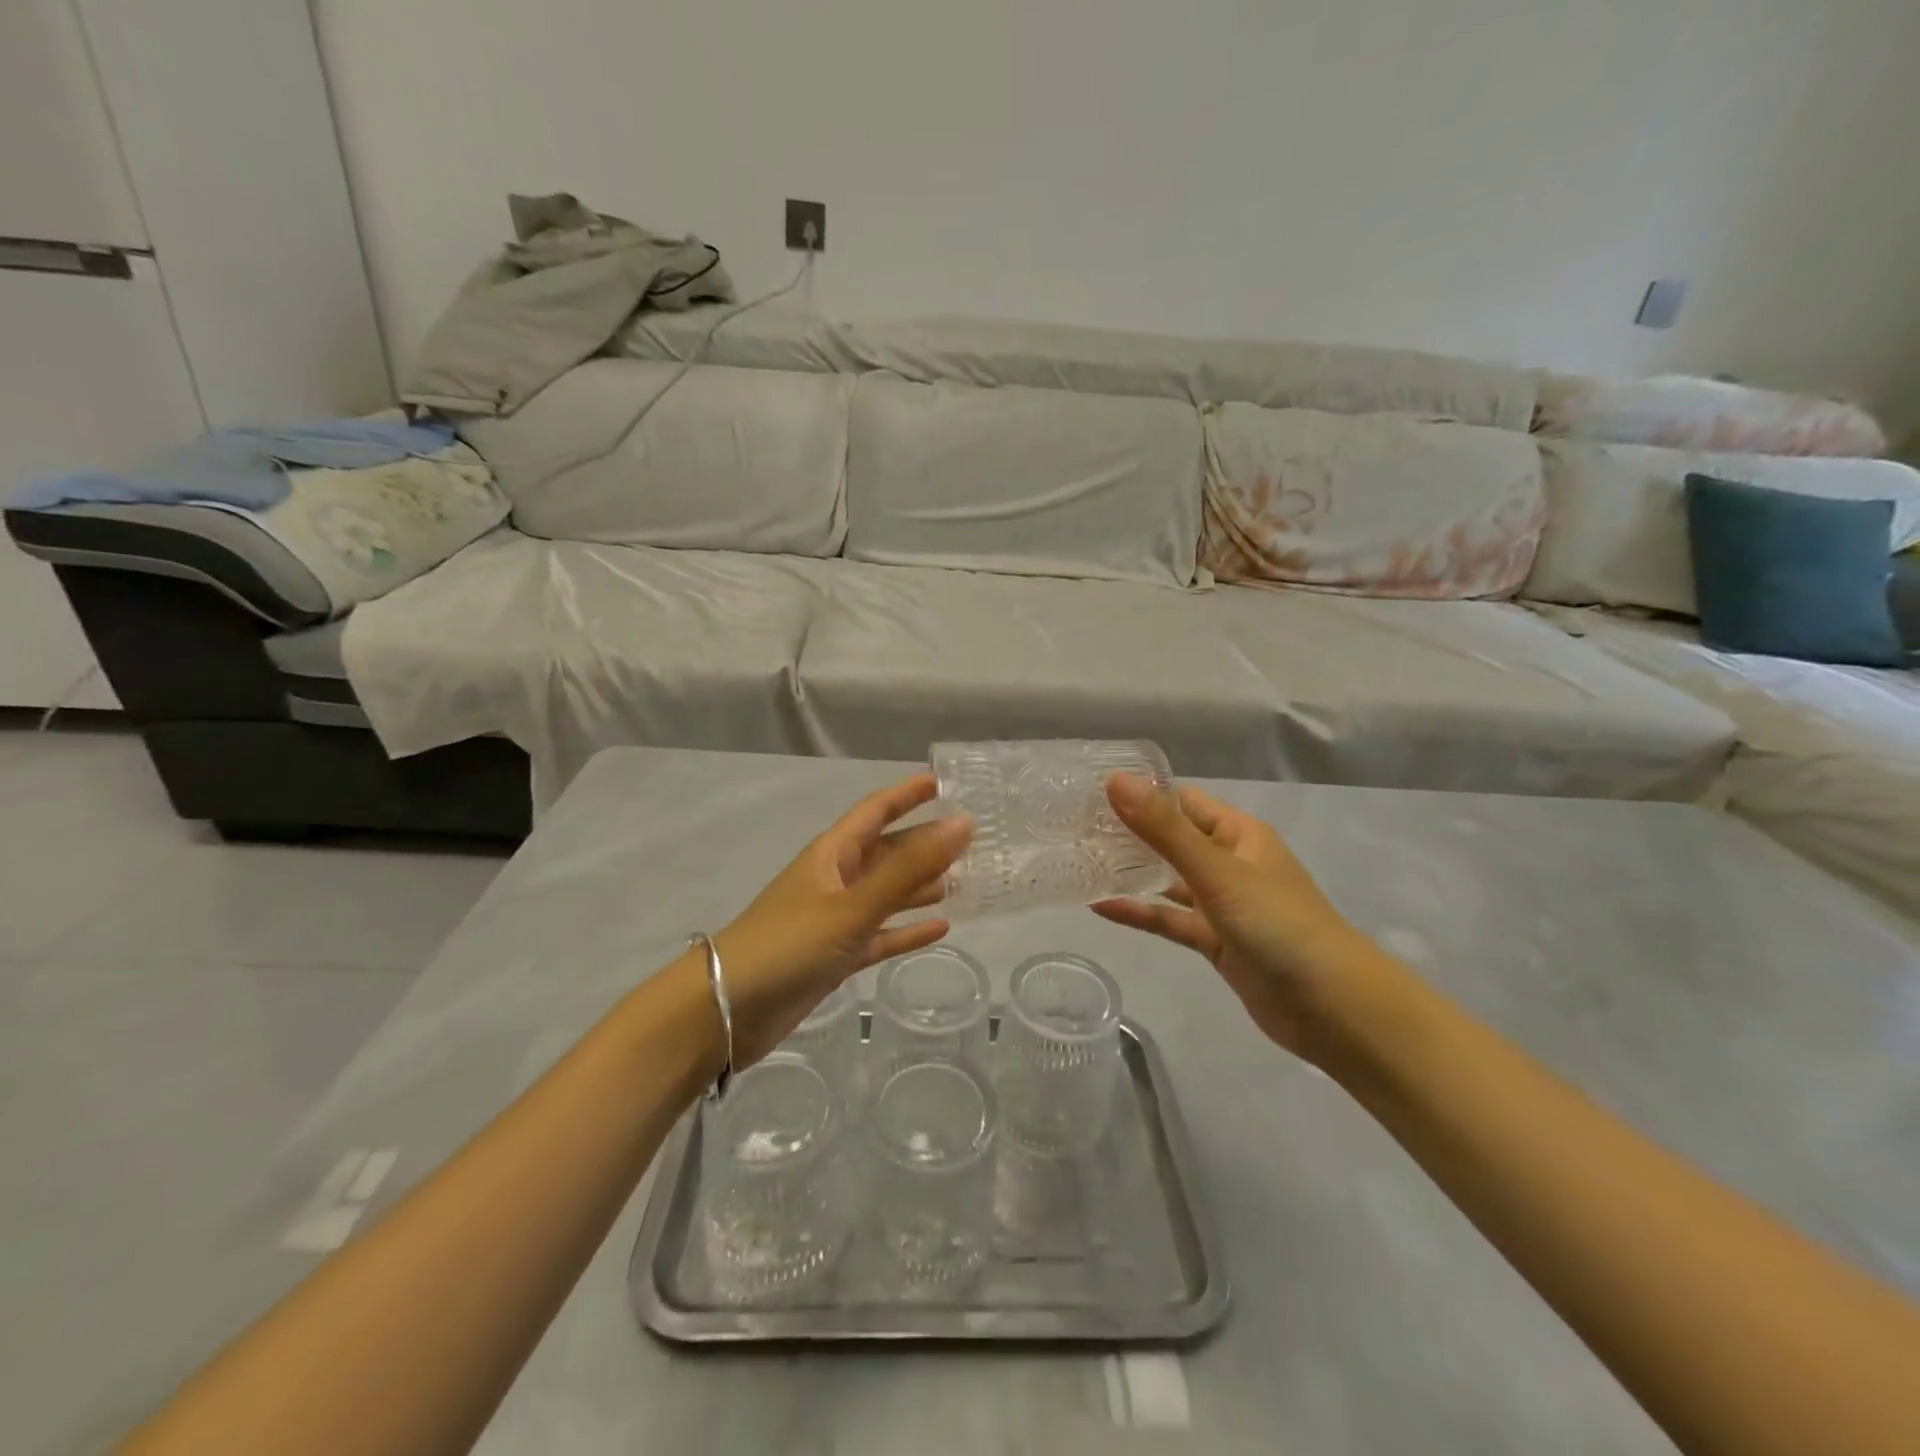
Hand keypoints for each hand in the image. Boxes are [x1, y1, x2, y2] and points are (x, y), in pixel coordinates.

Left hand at [714, 774, 970, 1064]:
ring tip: (965, 881)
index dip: (906, 794)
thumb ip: (908, 868)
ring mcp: (834, 920)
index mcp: (832, 855)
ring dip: (920, 887)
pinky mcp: (835, 956)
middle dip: (923, 843)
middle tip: (971, 840)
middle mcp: (835, 880)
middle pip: (886, 852)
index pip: (875, 811)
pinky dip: (907, 930)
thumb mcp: (852, 905)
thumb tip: (962, 824)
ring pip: (886, 894)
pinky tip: (941, 929)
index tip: (942, 782)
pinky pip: (880, 935)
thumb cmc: (788, 944)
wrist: (726, 1010)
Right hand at [1092, 774, 1379, 1061]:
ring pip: (1168, 879)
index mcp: (1238, 834)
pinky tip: (1100, 906)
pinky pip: (1170, 919)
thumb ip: (1164, 829)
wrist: (1333, 1009)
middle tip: (1073, 826)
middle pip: (1171, 838)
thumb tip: (1115, 780)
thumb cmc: (1279, 925)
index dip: (1142, 793)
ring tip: (1080, 861)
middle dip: (1129, 832)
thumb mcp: (1218, 872)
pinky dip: (1140, 912)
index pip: (1182, 801)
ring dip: (1132, 872)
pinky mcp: (1215, 941)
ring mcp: (1222, 903)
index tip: (1090, 790)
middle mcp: (1229, 862)